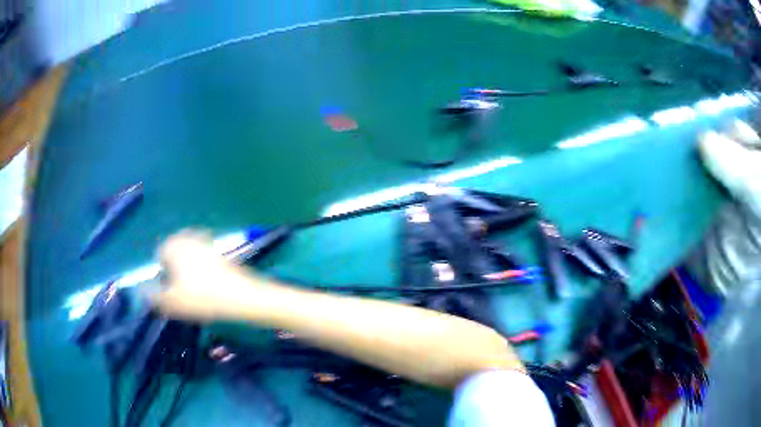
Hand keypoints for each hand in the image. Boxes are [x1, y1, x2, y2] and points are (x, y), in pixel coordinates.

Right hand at [151, 230, 248, 320]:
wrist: (242, 296)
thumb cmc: (202, 298)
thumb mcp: (171, 302)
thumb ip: (152, 296)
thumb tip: (141, 291)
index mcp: (172, 245)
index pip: (159, 257)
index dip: (163, 276)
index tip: (172, 291)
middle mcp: (187, 238)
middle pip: (174, 254)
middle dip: (175, 271)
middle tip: (184, 292)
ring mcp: (205, 242)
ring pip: (189, 257)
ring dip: (189, 271)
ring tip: (197, 291)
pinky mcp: (220, 251)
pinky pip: (203, 260)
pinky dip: (203, 270)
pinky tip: (210, 286)